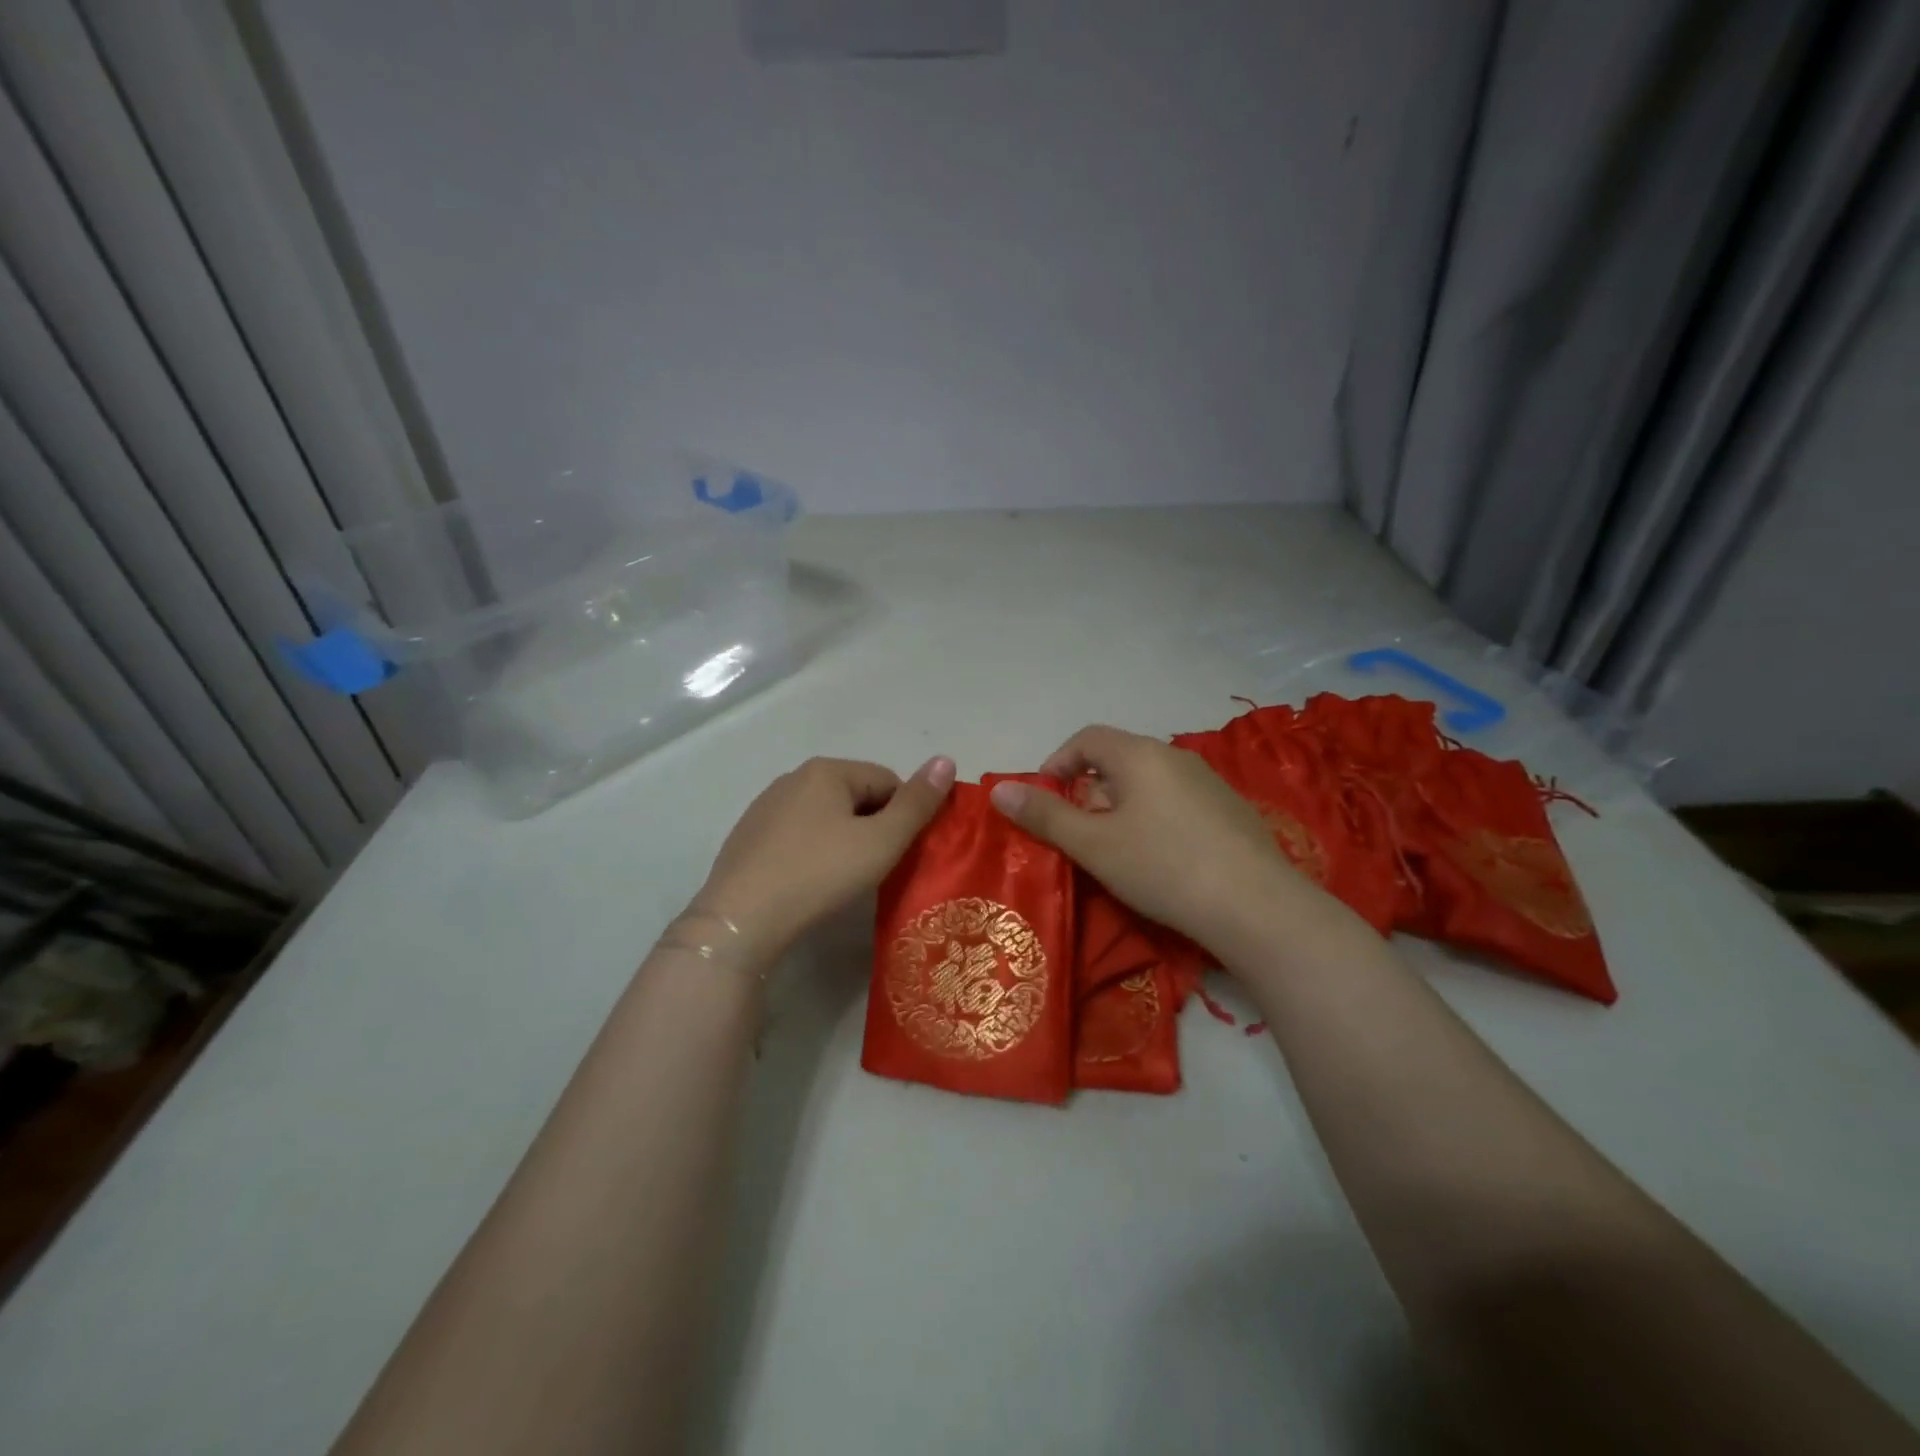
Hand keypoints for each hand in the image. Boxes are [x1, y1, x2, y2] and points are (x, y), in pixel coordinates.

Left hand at [695, 755, 955, 957]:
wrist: (741, 919)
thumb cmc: (820, 874)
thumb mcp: (881, 841)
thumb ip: (917, 803)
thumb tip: (946, 760)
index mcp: (827, 770)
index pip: (888, 780)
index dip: (905, 816)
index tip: (902, 853)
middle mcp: (793, 777)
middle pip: (856, 796)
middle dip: (873, 826)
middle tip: (876, 868)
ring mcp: (766, 807)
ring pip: (825, 816)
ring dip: (843, 839)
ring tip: (843, 879)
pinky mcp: (748, 836)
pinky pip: (797, 835)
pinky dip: (812, 852)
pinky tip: (809, 882)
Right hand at [987, 726, 1319, 952]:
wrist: (1256, 906)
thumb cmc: (1163, 867)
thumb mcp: (1094, 845)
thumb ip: (1045, 815)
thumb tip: (998, 789)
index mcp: (1140, 755)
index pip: (1088, 737)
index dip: (1058, 762)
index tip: (1045, 799)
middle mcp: (1176, 757)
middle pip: (1119, 758)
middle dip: (1089, 789)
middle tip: (1078, 832)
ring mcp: (1209, 783)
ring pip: (1149, 782)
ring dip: (1122, 805)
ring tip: (1117, 849)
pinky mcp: (1231, 811)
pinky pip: (1177, 801)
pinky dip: (1155, 818)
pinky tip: (1162, 859)